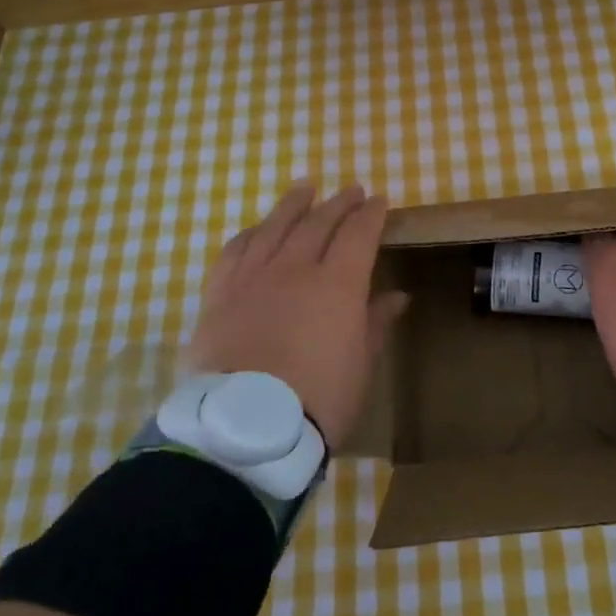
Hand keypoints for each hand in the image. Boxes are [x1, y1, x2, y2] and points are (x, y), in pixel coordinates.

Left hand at [188, 182, 407, 450]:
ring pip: (274, 227)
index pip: (358, 234)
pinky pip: (234, 251)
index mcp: (337, 284)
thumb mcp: (360, 364)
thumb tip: (397, 296)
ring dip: (293, 204)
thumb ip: (375, 322)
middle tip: (351, 190)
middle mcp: (294, 269)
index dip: (371, 214)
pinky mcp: (219, 295)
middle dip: (338, 203)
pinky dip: (251, 233)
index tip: (380, 200)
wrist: (245, 429)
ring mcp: (252, 278)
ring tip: (304, 187)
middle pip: (318, 222)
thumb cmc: (319, 400)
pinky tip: (257, 228)